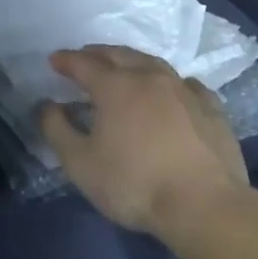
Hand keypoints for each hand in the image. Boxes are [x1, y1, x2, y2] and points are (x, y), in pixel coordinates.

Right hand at [40, 45, 249, 233]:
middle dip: (98, 53)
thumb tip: (46, 105)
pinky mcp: (211, 108)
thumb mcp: (81, 163)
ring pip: (153, 63)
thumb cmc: (135, 184)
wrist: (204, 205)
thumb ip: (57, 130)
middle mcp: (149, 77)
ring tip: (124, 67)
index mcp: (115, 86)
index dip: (67, 60)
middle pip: (119, 54)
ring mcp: (183, 89)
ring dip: (133, 61)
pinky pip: (186, 83)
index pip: (84, 63)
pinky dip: (171, 82)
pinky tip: (172, 90)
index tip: (54, 60)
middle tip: (85, 57)